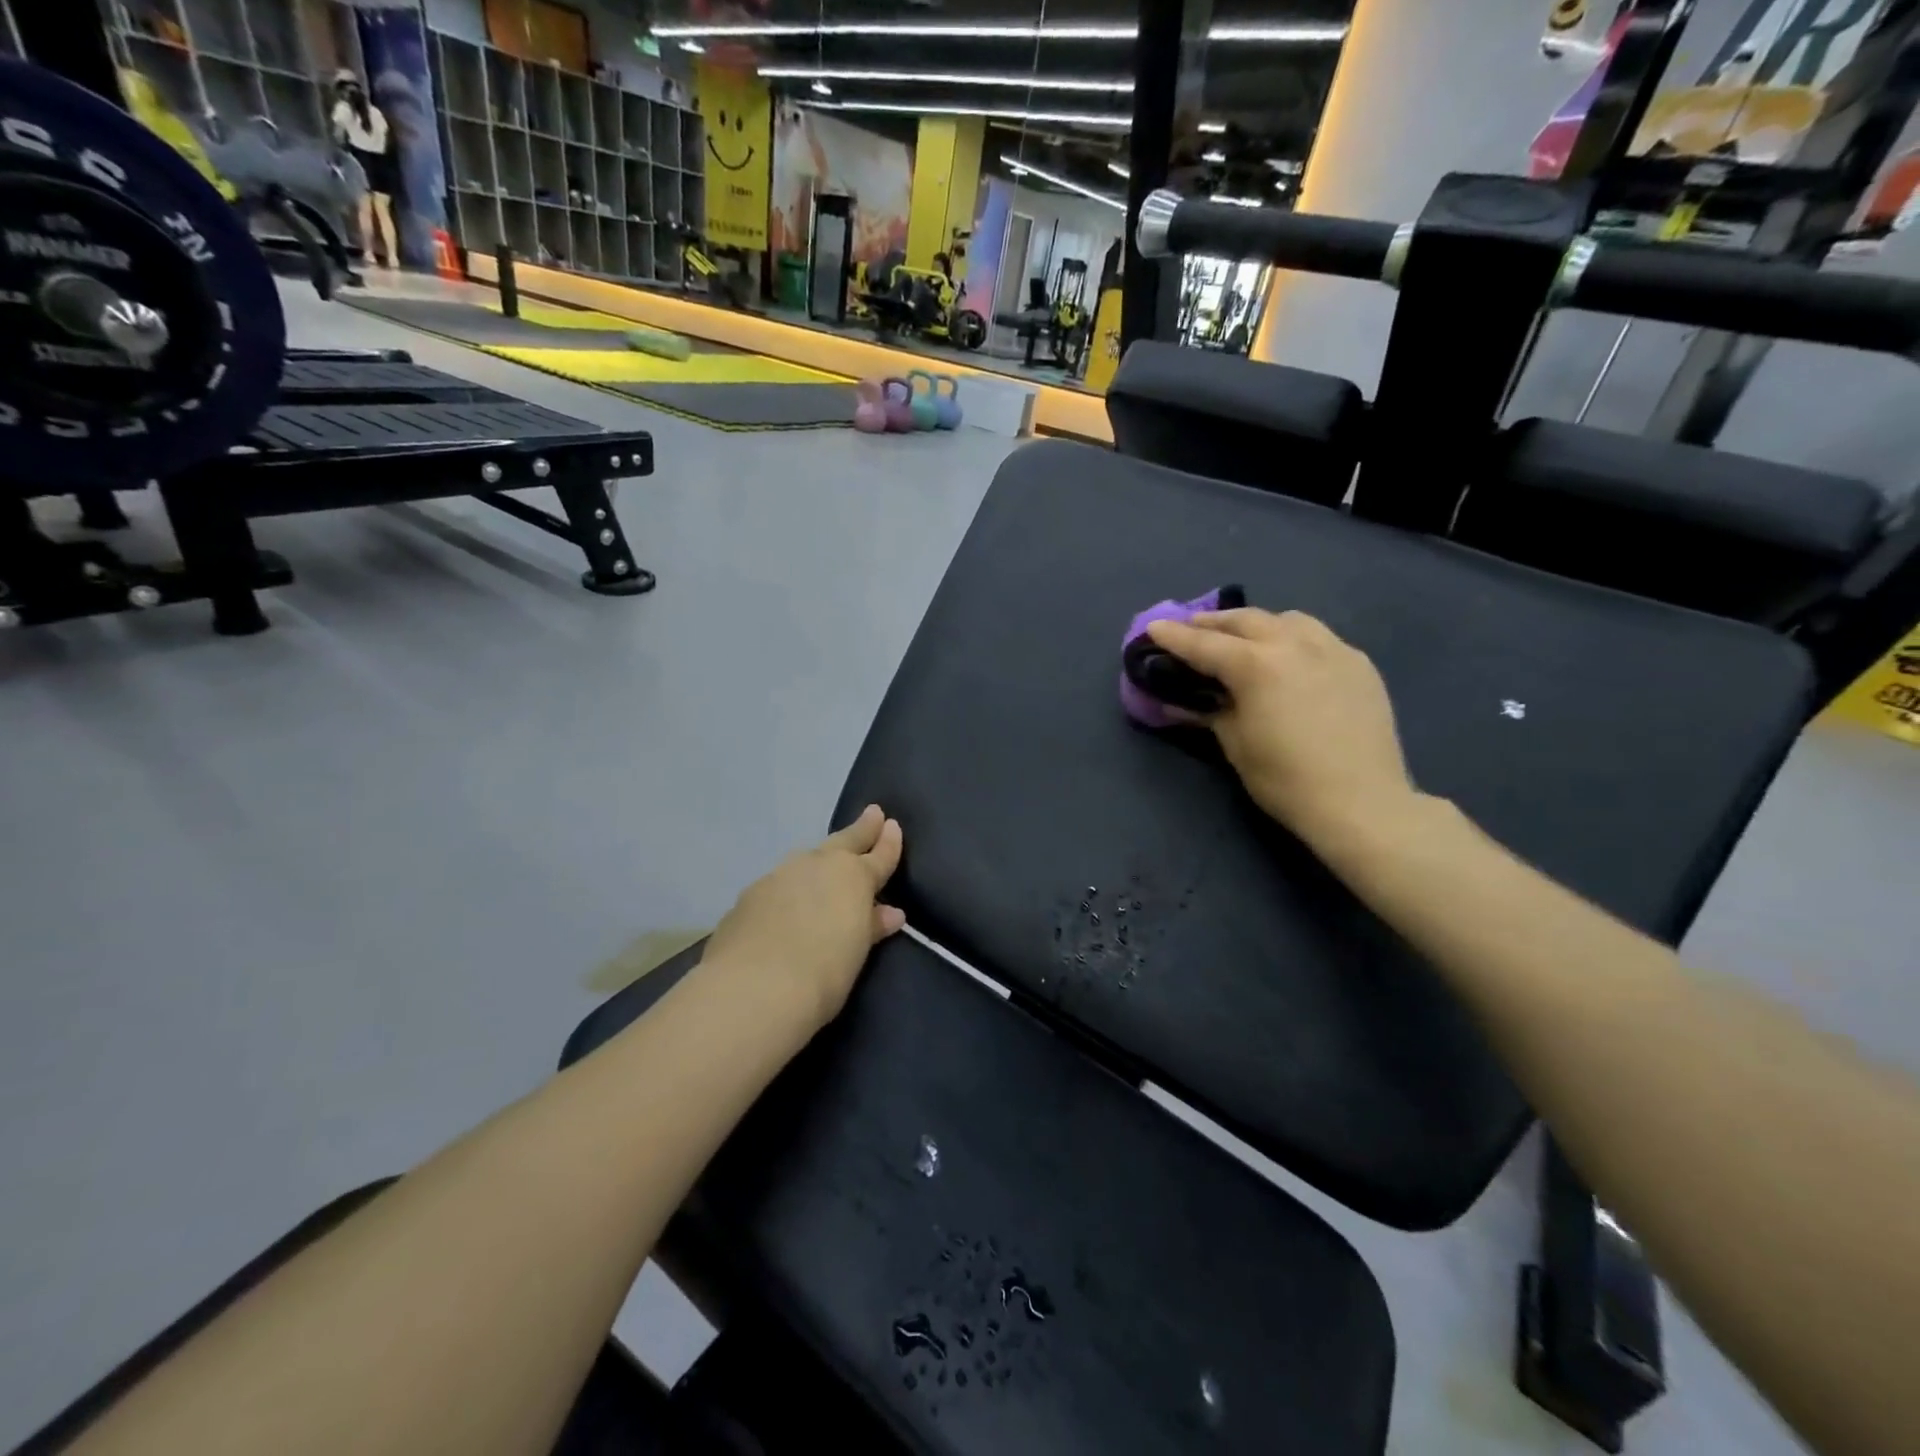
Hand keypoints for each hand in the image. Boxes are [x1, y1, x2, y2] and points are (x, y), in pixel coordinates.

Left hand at [701, 806, 905, 1033]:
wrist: (753, 988)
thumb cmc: (823, 974)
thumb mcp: (856, 952)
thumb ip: (871, 927)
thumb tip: (890, 913)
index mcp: (852, 877)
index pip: (878, 855)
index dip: (888, 842)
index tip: (893, 825)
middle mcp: (816, 866)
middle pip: (843, 842)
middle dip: (860, 830)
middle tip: (872, 813)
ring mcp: (779, 876)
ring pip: (807, 859)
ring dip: (820, 859)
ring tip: (826, 864)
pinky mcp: (749, 896)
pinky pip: (778, 884)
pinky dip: (789, 888)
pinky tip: (785, 903)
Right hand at [1146, 609, 1413, 847]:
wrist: (1361, 803)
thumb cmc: (1286, 780)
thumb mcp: (1235, 745)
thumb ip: (1209, 712)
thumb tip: (1181, 702)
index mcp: (1257, 665)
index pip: (1204, 644)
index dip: (1174, 636)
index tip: (1153, 627)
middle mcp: (1294, 645)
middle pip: (1246, 620)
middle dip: (1213, 622)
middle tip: (1192, 628)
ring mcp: (1333, 650)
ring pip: (1288, 619)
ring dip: (1258, 624)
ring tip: (1244, 638)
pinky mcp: (1359, 664)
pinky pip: (1319, 638)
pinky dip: (1294, 639)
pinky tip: (1290, 659)